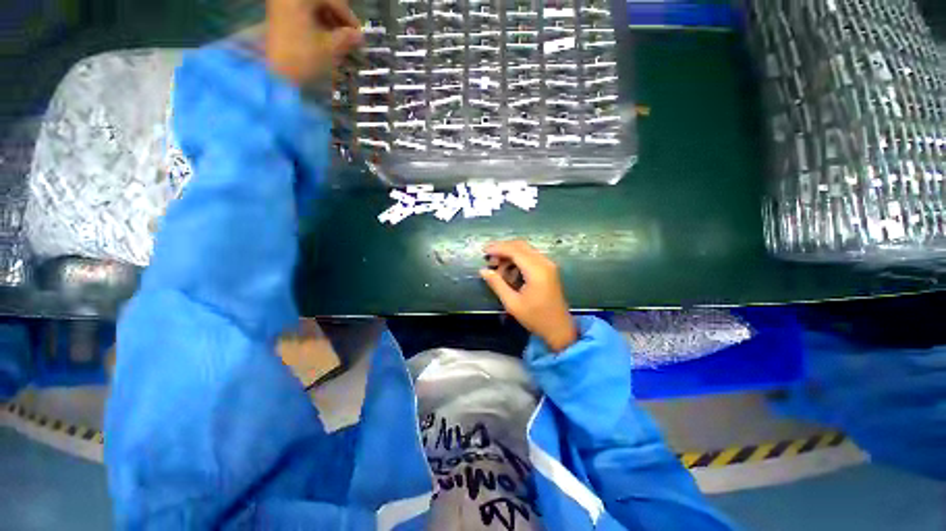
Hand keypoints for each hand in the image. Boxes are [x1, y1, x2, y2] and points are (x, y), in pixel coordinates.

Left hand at [265, 0, 362, 85]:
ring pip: (312, 4)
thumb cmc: (303, 59)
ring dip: (327, 18)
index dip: (348, 16)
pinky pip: (302, 9)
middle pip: (321, 0)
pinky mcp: (278, 12)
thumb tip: (359, 36)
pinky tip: (323, 35)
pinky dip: (315, 19)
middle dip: (337, 16)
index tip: (358, 33)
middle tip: (348, 35)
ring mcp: (282, 2)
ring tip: (337, 38)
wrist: (273, 73)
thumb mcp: (329, 49)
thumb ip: (346, 38)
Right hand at [480, 241, 578, 352]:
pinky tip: (510, 272)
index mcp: (536, 270)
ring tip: (497, 268)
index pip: (514, 250)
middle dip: (503, 249)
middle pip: (520, 246)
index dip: (498, 248)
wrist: (559, 329)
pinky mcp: (549, 269)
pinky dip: (518, 260)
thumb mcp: (512, 303)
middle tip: (489, 260)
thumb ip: (497, 284)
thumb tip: (483, 270)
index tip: (484, 251)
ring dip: (510, 254)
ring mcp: (548, 265)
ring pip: (526, 250)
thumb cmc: (536, 318)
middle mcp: (544, 262)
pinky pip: (531, 257)